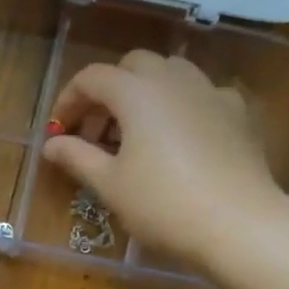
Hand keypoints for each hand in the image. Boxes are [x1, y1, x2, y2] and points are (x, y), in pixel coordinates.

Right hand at [41, 49, 285, 268]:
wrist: (237, 223)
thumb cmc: (161, 204)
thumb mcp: (109, 184)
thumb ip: (77, 157)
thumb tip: (51, 144)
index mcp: (137, 92)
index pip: (92, 78)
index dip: (69, 100)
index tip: (59, 132)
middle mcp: (174, 80)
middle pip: (132, 65)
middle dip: (108, 91)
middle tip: (96, 131)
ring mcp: (211, 92)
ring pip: (170, 73)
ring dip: (144, 93)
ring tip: (135, 133)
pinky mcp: (237, 112)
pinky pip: (201, 94)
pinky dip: (179, 106)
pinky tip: (178, 139)